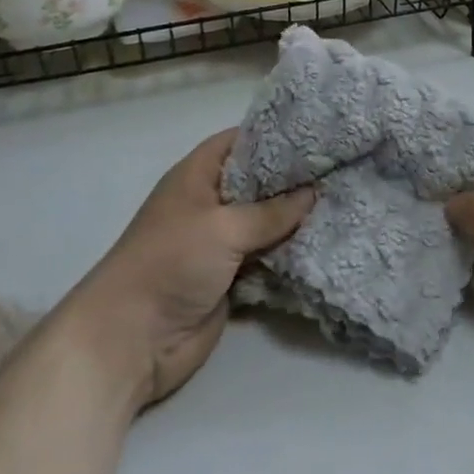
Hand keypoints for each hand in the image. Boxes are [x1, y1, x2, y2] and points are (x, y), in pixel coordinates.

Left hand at [64, 129, 313, 410]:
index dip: (275, 134)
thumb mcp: (224, 228)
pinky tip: (325, 238)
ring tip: (342, 197)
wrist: (131, 341)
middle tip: (339, 165)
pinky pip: (267, 254)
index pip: (241, 140)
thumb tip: (314, 191)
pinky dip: (290, 250)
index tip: (317, 132)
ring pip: (266, 220)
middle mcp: (210, 202)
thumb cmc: (170, 263)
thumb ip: (272, 211)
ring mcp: (220, 240)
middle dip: (294, 177)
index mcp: (198, 176)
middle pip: (258, 181)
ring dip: (296, 217)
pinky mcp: (230, 275)